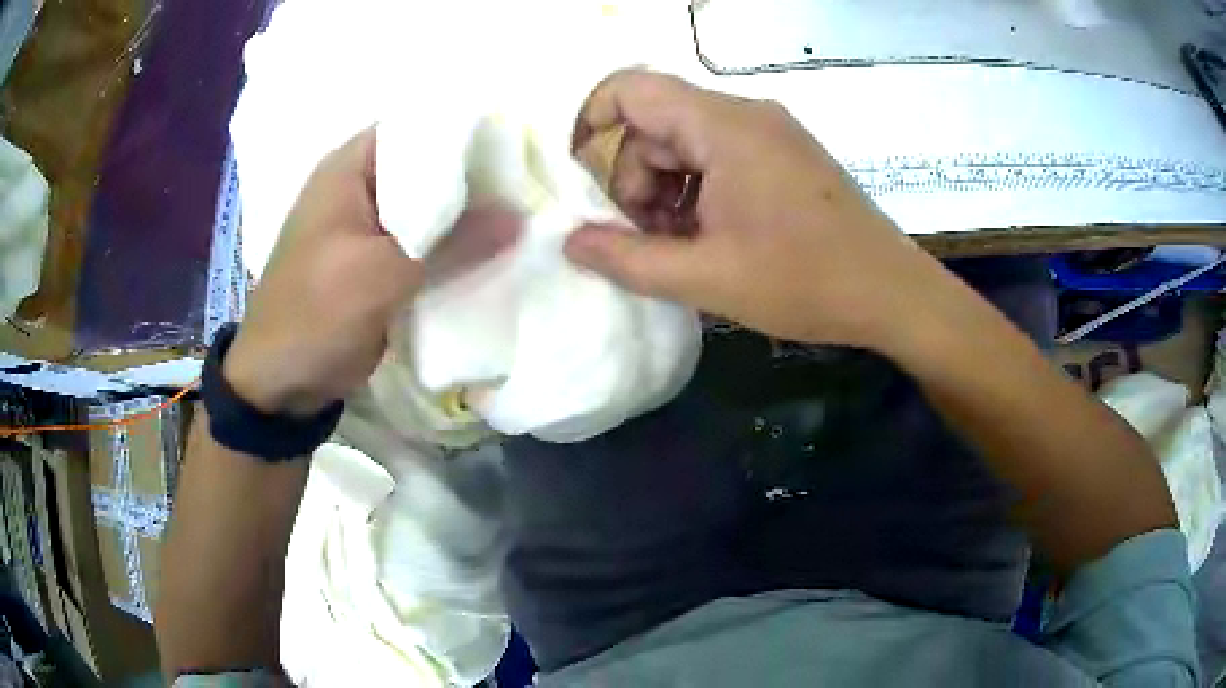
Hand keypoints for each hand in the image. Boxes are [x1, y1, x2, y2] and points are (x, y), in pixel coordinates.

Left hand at [224, 129, 517, 414]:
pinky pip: (426, 245)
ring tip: (526, 214)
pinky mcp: (381, 263)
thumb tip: (521, 217)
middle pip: (430, 168)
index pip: (418, 127)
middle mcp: (363, 187)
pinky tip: (496, 252)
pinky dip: (454, 249)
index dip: (467, 131)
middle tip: (531, 183)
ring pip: (431, 209)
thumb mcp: (381, 275)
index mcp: (351, 168)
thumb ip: (452, 244)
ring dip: (469, 216)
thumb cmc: (315, 314)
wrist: (281, 382)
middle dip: (477, 177)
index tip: (517, 145)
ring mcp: (372, 227)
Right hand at [567, 70, 946, 350]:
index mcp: (724, 126)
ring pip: (686, 143)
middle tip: (644, 240)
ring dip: (666, 190)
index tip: (581, 180)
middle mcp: (746, 115)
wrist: (893, 293)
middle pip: (656, 123)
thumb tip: (571, 242)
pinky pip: (720, 157)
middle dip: (633, 179)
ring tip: (680, 248)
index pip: (631, 89)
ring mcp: (770, 134)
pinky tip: (710, 238)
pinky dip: (698, 191)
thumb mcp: (707, 278)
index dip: (590, 123)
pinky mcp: (785, 156)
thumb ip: (628, 260)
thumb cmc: (806, 282)